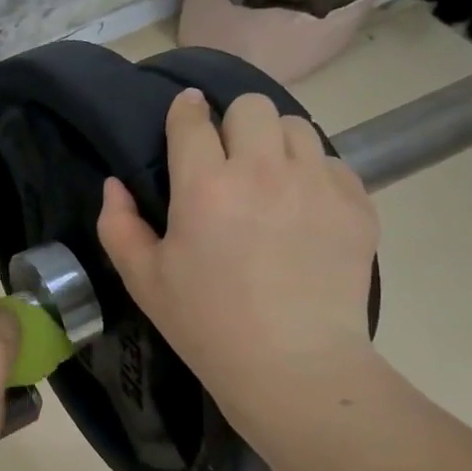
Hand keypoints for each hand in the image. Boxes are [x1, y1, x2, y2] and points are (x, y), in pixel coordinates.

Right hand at [96, 88, 380, 428]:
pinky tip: (303, 210)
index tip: (185, 115)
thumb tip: (115, 186)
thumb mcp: (142, 279)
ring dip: (276, 142)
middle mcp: (263, 170)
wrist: (292, 364)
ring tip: (270, 179)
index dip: (185, 111)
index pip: (193, 119)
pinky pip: (334, 163)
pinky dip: (314, 174)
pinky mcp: (356, 204)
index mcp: (204, 185)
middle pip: (252, 106)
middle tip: (228, 158)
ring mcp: (317, 183)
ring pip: (298, 126)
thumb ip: (118, 225)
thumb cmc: (205, 323)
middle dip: (233, 122)